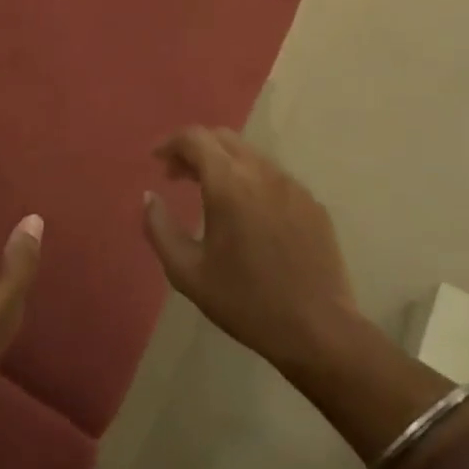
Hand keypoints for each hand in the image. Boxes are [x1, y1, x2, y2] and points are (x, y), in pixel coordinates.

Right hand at [143, 127, 357, 376]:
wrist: (318, 330)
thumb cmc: (245, 301)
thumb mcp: (187, 272)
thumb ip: (159, 228)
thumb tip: (150, 197)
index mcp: (229, 183)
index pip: (194, 138)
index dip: (170, 143)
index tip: (156, 160)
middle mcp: (262, 172)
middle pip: (223, 138)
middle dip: (195, 149)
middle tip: (178, 175)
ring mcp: (292, 185)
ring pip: (250, 155)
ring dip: (223, 163)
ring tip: (209, 194)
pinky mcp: (312, 203)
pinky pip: (273, 177)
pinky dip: (250, 180)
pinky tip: (247, 214)